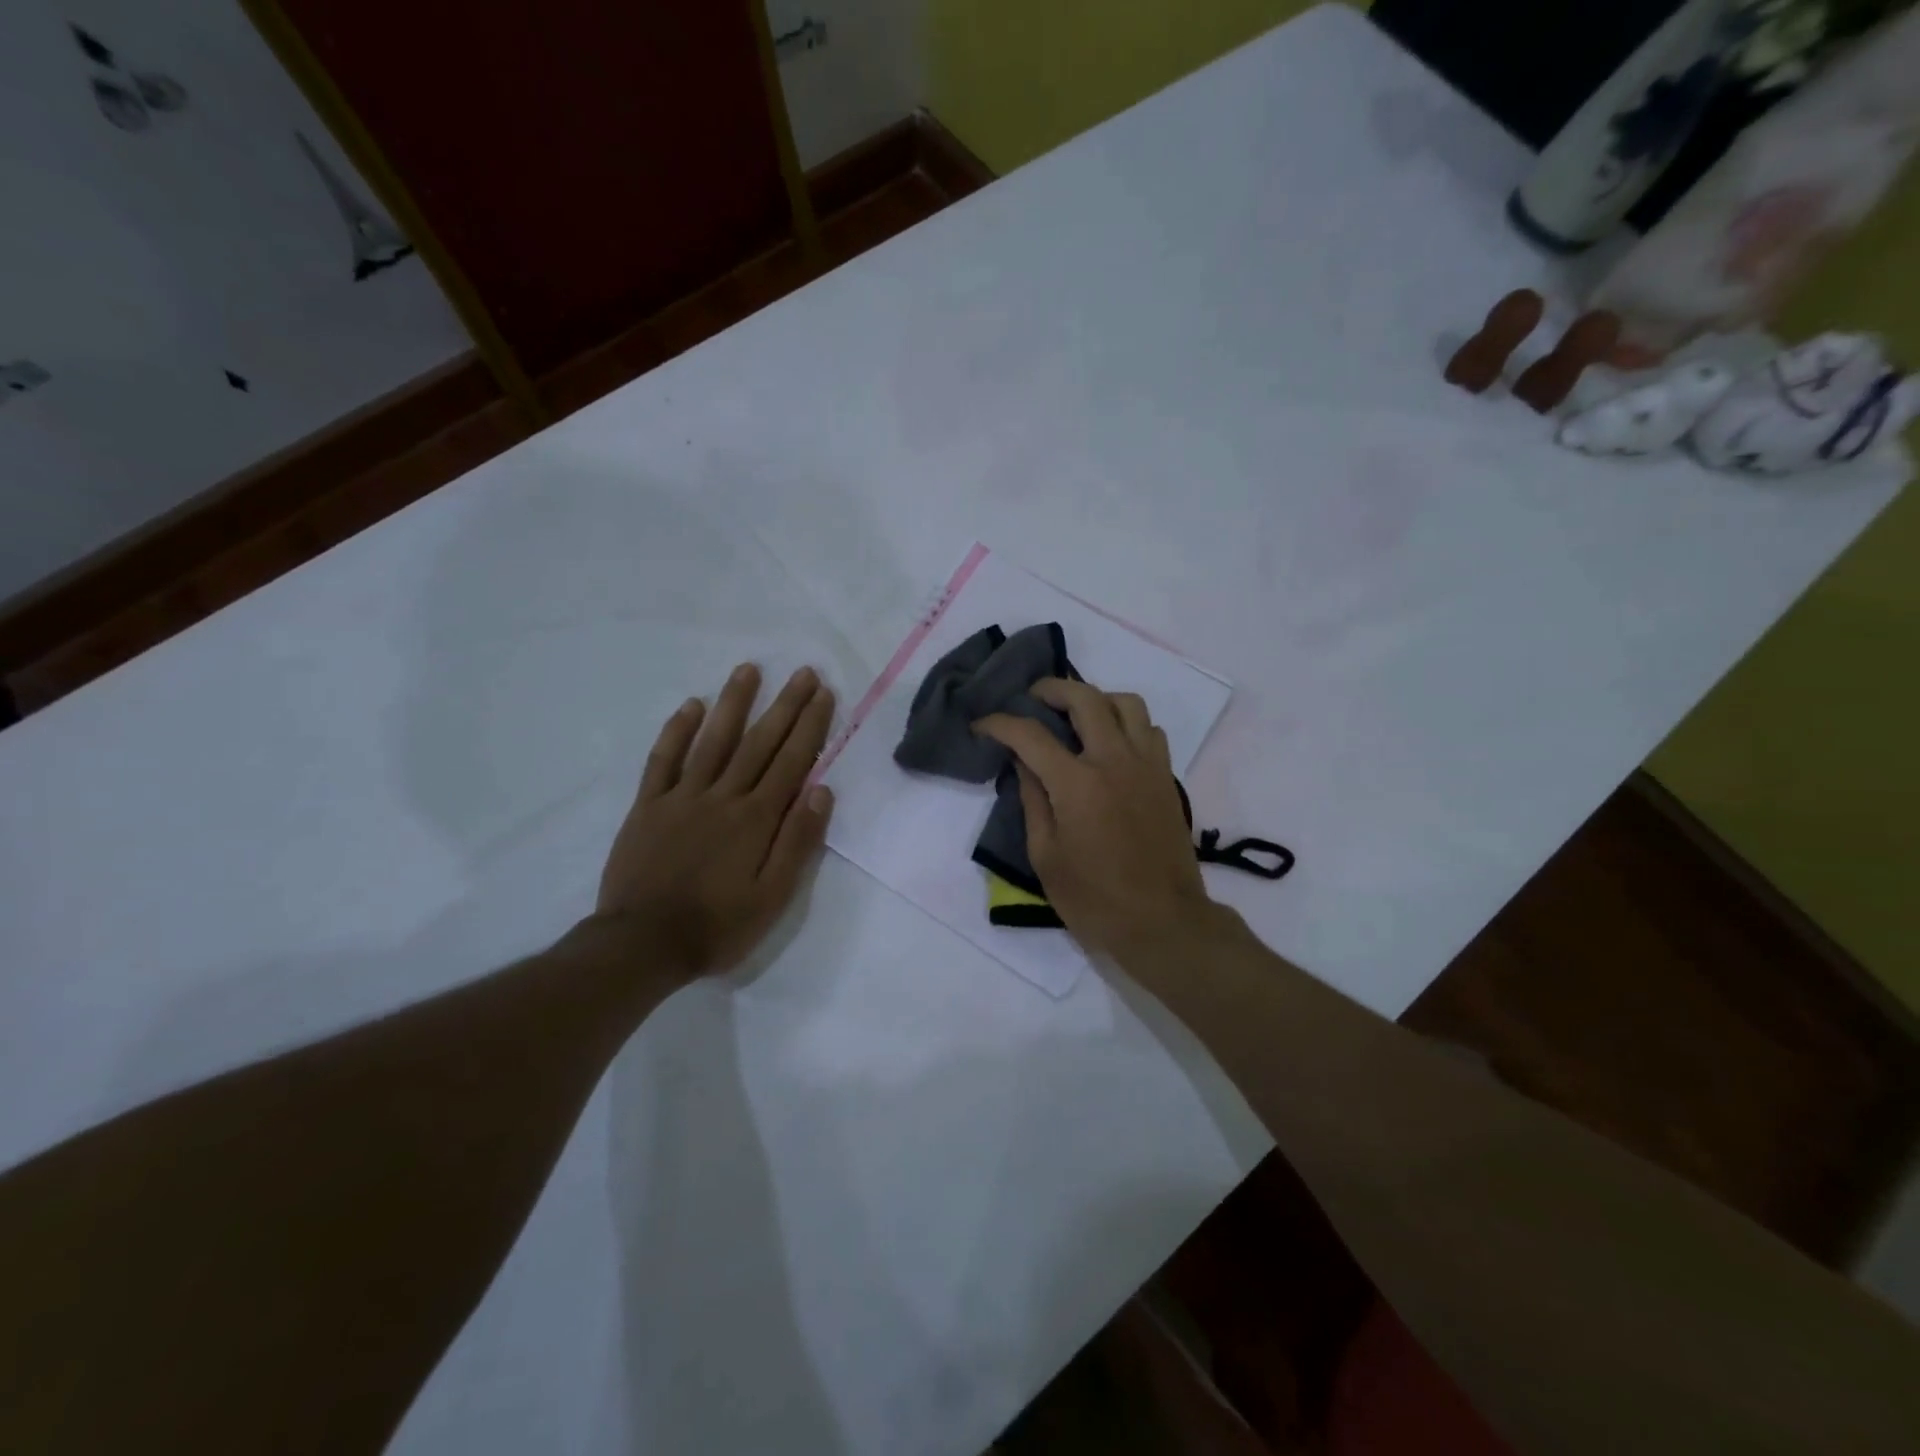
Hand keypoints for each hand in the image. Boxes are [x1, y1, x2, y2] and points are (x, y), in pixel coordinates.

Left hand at [596, 664, 835, 979]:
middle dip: (784, 705)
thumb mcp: (773, 897)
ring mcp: (682, 797)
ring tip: (749, 670)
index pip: (791, 762)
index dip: (810, 726)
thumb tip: (822, 791)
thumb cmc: (717, 926)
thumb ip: (798, 842)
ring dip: (733, 703)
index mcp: (757, 819)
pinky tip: (691, 706)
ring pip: (713, 741)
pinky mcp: (649, 806)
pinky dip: (677, 731)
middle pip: (759, 743)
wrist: (642, 944)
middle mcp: (723, 797)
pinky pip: (664, 760)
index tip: (823, 694)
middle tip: (802, 672)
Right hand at [973, 679, 1219, 963]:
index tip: (981, 725)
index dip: (999, 723)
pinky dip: (1127, 723)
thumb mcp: (1046, 857)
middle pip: (1084, 698)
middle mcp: (1115, 761)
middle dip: (1051, 688)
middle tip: (1032, 698)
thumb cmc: (1095, 899)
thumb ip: (1033, 801)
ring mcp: (1147, 765)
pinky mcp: (1166, 777)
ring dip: (1096, 698)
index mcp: (1077, 783)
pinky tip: (1111, 743)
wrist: (1163, 922)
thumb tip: (1023, 763)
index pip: (1030, 735)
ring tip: (1076, 714)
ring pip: (1127, 703)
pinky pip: (1150, 729)